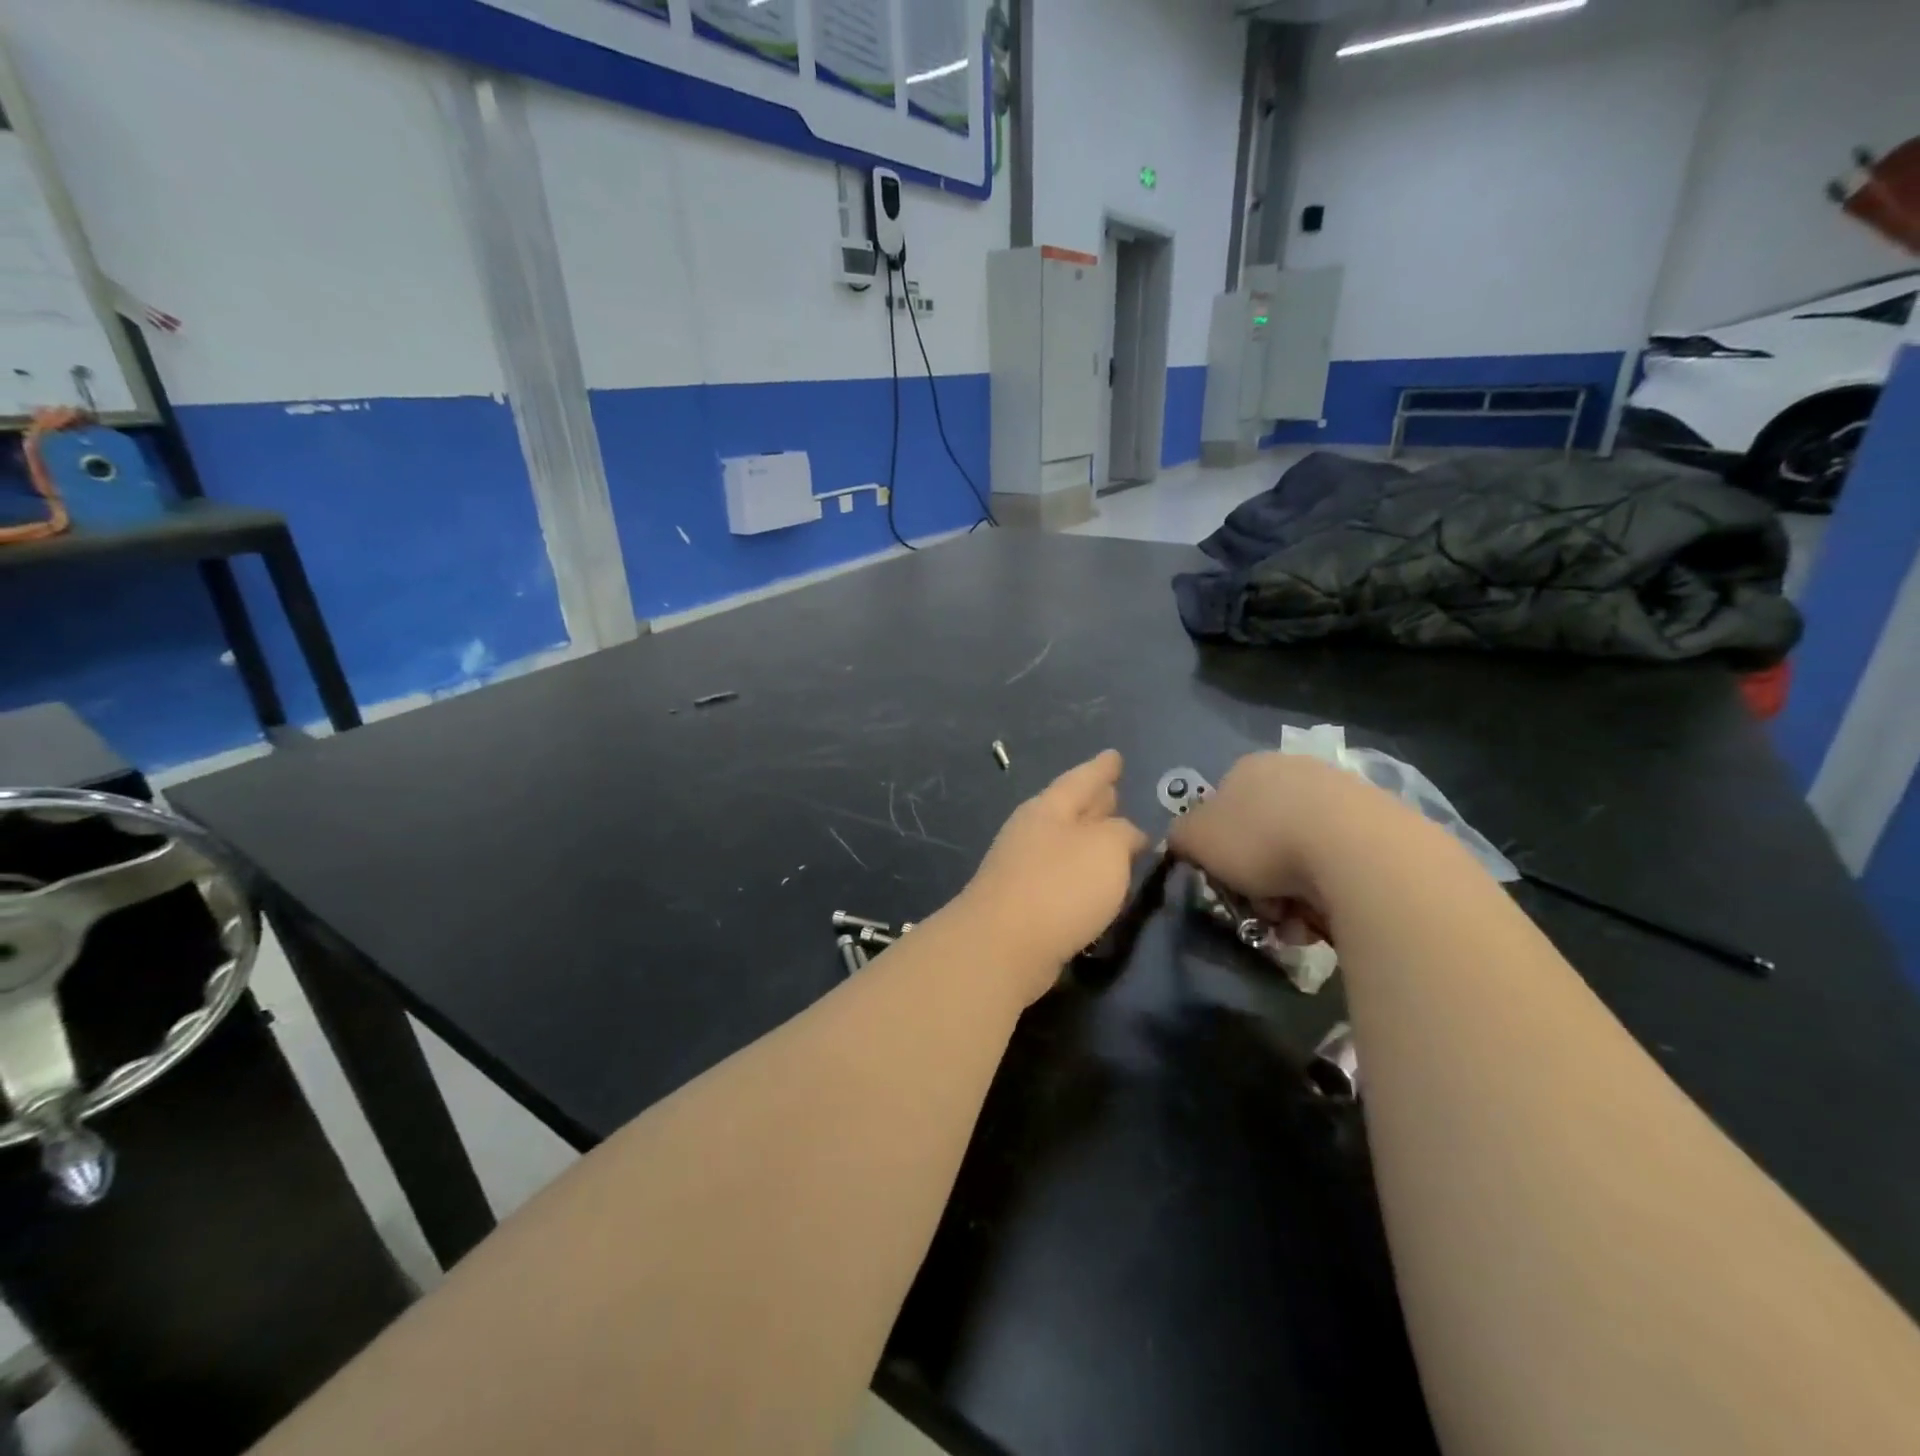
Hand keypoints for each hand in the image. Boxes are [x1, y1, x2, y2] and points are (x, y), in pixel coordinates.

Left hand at [956, 750, 1149, 1006]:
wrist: (1003, 947)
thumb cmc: (1059, 886)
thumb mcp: (1106, 848)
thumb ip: (1122, 834)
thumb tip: (1127, 834)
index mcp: (1049, 808)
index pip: (1082, 779)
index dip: (1102, 768)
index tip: (1115, 755)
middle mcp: (1032, 831)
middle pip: (1069, 808)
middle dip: (1094, 800)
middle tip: (1115, 790)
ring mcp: (1022, 867)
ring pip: (1065, 842)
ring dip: (1089, 837)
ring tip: (1114, 835)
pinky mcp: (1023, 903)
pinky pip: (1060, 875)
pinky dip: (1081, 872)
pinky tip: (1094, 882)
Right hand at [1168, 752, 1403, 937]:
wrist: (1352, 849)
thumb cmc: (1260, 839)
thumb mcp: (1195, 839)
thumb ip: (1180, 838)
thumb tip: (1186, 842)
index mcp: (1248, 768)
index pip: (1221, 808)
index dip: (1218, 851)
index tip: (1226, 882)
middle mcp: (1294, 771)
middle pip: (1263, 836)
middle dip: (1258, 880)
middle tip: (1262, 910)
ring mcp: (1342, 794)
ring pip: (1302, 855)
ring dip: (1291, 894)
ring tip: (1297, 923)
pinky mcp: (1381, 823)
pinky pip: (1341, 865)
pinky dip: (1329, 893)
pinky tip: (1327, 915)